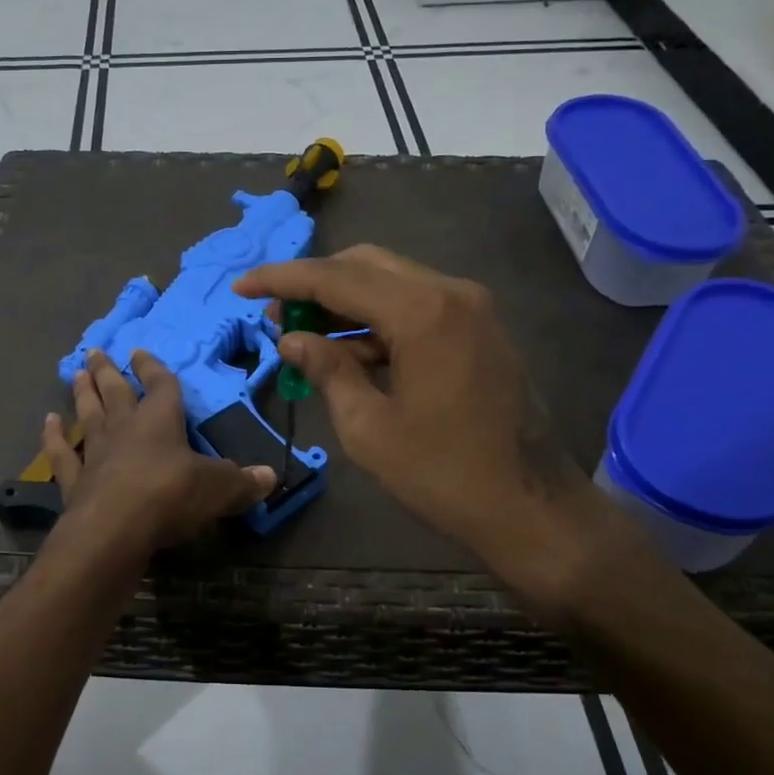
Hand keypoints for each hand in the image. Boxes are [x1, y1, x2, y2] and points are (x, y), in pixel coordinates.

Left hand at [43, 349, 275, 556]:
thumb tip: (271, 477)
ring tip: (76, 373)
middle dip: (108, 371)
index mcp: (160, 421)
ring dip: (82, 394)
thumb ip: (243, 482)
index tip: (141, 352)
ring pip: (88, 414)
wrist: (115, 530)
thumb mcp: (219, 489)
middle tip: (95, 352)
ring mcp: (96, 453)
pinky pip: (62, 454)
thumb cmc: (171, 497)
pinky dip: (53, 438)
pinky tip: (48, 422)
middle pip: (116, 392)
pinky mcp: (75, 481)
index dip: (154, 368)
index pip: (161, 386)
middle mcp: (125, 429)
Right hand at [236, 245, 600, 565]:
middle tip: (275, 314)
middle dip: (315, 285)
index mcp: (423, 312)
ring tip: (303, 334)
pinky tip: (348, 351)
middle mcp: (452, 293)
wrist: (532, 507)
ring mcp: (472, 309)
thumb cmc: (444, 475)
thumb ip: (327, 371)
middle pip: (366, 266)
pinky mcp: (479, 330)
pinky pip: (417, 308)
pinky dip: (378, 322)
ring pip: (393, 284)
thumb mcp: (368, 428)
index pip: (337, 278)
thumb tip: (292, 339)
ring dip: (346, 303)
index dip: (282, 280)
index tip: (241, 288)